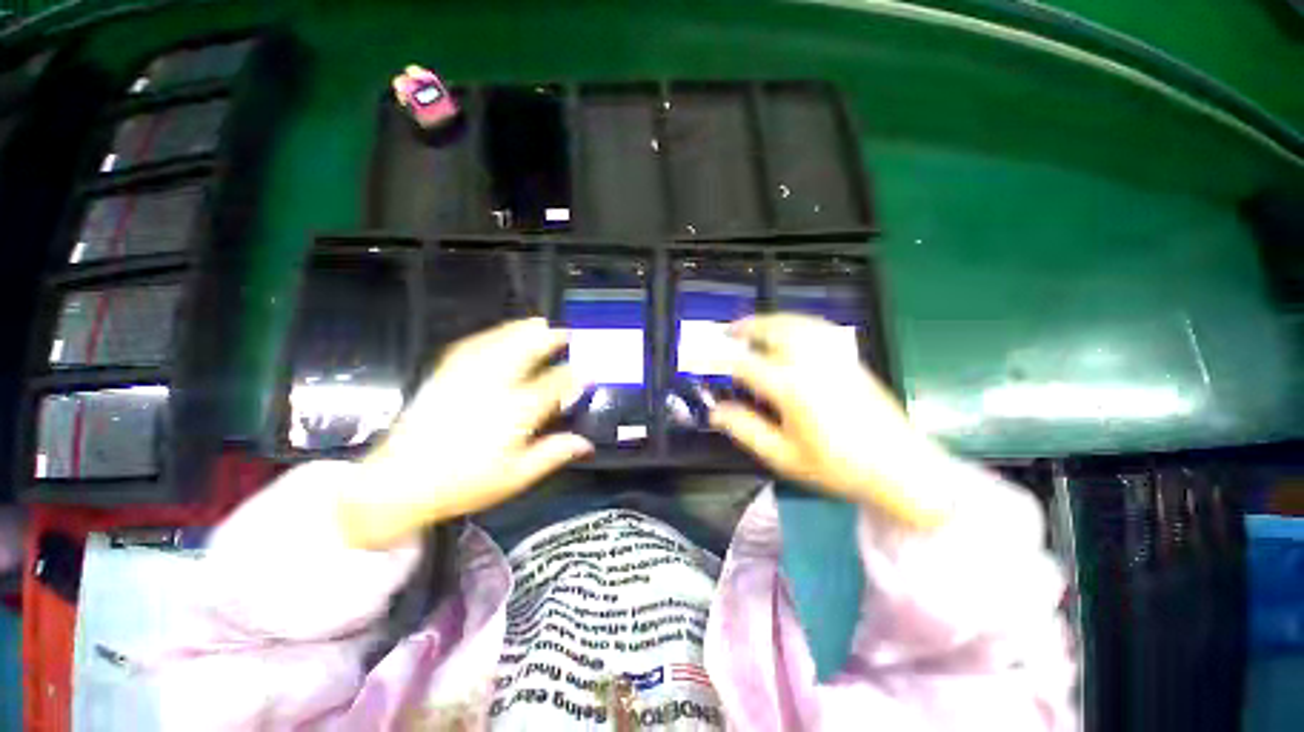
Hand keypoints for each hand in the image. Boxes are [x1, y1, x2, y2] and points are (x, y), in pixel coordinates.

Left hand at [340, 318, 591, 548]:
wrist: (400, 482)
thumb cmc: (465, 483)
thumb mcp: (516, 476)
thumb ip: (553, 454)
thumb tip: (586, 443)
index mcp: (516, 411)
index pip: (554, 384)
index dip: (574, 376)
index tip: (587, 371)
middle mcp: (494, 386)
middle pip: (526, 351)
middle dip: (549, 339)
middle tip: (565, 332)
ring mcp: (467, 377)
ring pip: (499, 342)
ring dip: (522, 330)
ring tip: (538, 323)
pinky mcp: (444, 375)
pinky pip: (471, 345)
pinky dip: (489, 336)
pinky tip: (498, 334)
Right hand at [710, 314, 952, 528]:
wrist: (900, 468)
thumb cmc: (838, 467)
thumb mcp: (784, 456)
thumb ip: (747, 430)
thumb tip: (716, 412)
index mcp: (792, 389)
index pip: (746, 365)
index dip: (720, 360)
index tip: (703, 358)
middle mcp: (812, 364)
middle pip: (774, 331)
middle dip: (747, 327)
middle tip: (728, 332)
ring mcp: (835, 357)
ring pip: (797, 323)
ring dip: (770, 320)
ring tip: (754, 325)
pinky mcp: (850, 358)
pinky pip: (819, 328)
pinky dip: (797, 321)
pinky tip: (791, 328)